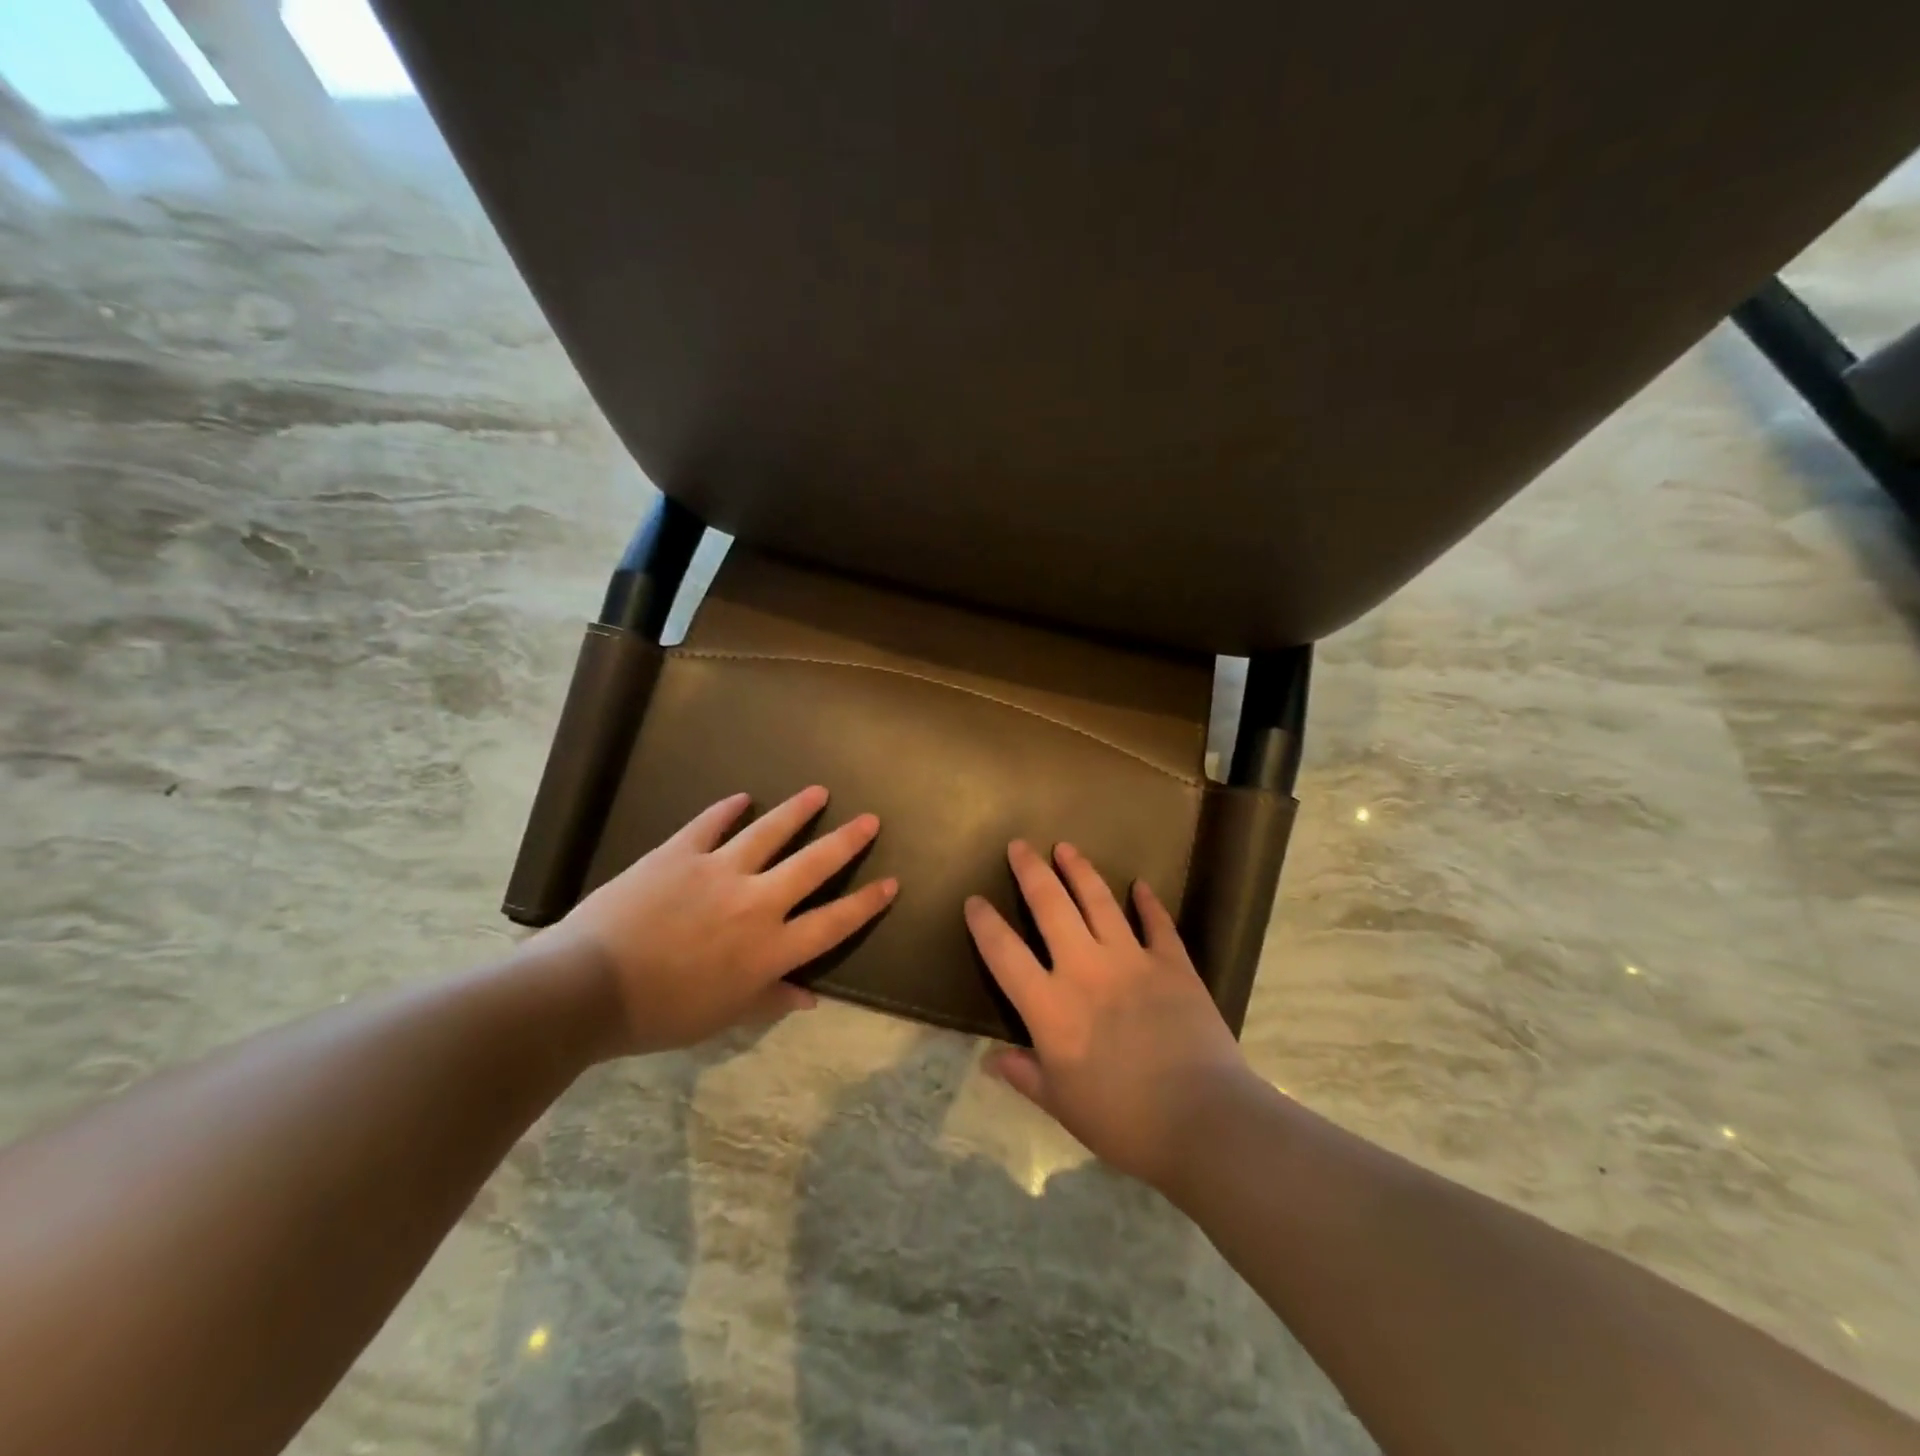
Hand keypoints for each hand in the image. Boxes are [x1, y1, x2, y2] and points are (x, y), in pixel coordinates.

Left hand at [544, 786, 894, 1056]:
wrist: (586, 989)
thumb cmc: (658, 1015)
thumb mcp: (721, 1017)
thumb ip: (769, 1000)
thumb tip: (809, 997)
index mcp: (769, 949)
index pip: (833, 923)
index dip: (866, 903)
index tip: (891, 883)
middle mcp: (755, 903)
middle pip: (814, 865)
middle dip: (847, 841)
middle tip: (869, 820)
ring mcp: (718, 872)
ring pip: (769, 832)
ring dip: (797, 811)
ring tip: (819, 792)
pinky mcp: (679, 853)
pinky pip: (710, 823)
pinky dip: (728, 809)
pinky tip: (741, 797)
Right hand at [965, 840, 1252, 1188]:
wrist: (1202, 1121)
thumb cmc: (1123, 1122)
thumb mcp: (1062, 1106)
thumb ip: (1025, 1075)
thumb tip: (991, 1059)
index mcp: (1050, 1007)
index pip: (1005, 954)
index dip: (985, 924)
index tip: (973, 900)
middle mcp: (1085, 970)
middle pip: (1051, 907)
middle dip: (1031, 872)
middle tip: (1019, 845)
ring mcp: (1132, 960)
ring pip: (1099, 901)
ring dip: (1080, 870)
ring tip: (1066, 847)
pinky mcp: (1173, 964)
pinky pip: (1157, 923)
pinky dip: (1148, 902)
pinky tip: (1140, 885)